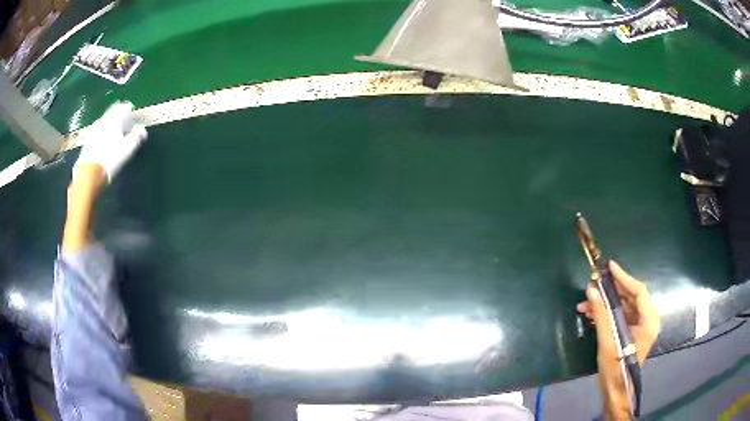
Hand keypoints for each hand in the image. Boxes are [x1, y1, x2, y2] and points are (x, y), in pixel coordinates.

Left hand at [73, 101, 147, 182]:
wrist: (89, 173)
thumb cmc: (110, 159)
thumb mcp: (128, 149)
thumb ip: (136, 137)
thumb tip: (143, 130)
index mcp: (115, 118)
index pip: (125, 107)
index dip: (131, 112)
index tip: (134, 121)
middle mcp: (104, 119)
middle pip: (114, 111)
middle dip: (120, 116)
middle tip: (125, 126)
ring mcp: (94, 128)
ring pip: (105, 120)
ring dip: (111, 125)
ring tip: (114, 136)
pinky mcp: (88, 139)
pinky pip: (98, 130)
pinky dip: (103, 133)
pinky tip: (104, 144)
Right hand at [576, 261, 660, 419]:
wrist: (615, 391)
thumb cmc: (615, 368)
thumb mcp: (607, 341)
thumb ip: (601, 314)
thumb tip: (591, 289)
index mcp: (648, 320)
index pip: (638, 291)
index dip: (624, 277)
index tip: (609, 267)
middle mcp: (648, 319)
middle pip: (631, 297)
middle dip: (611, 291)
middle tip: (594, 284)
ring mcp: (640, 326)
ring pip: (624, 306)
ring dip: (606, 303)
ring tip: (585, 303)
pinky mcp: (632, 332)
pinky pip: (621, 316)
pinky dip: (607, 313)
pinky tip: (591, 313)